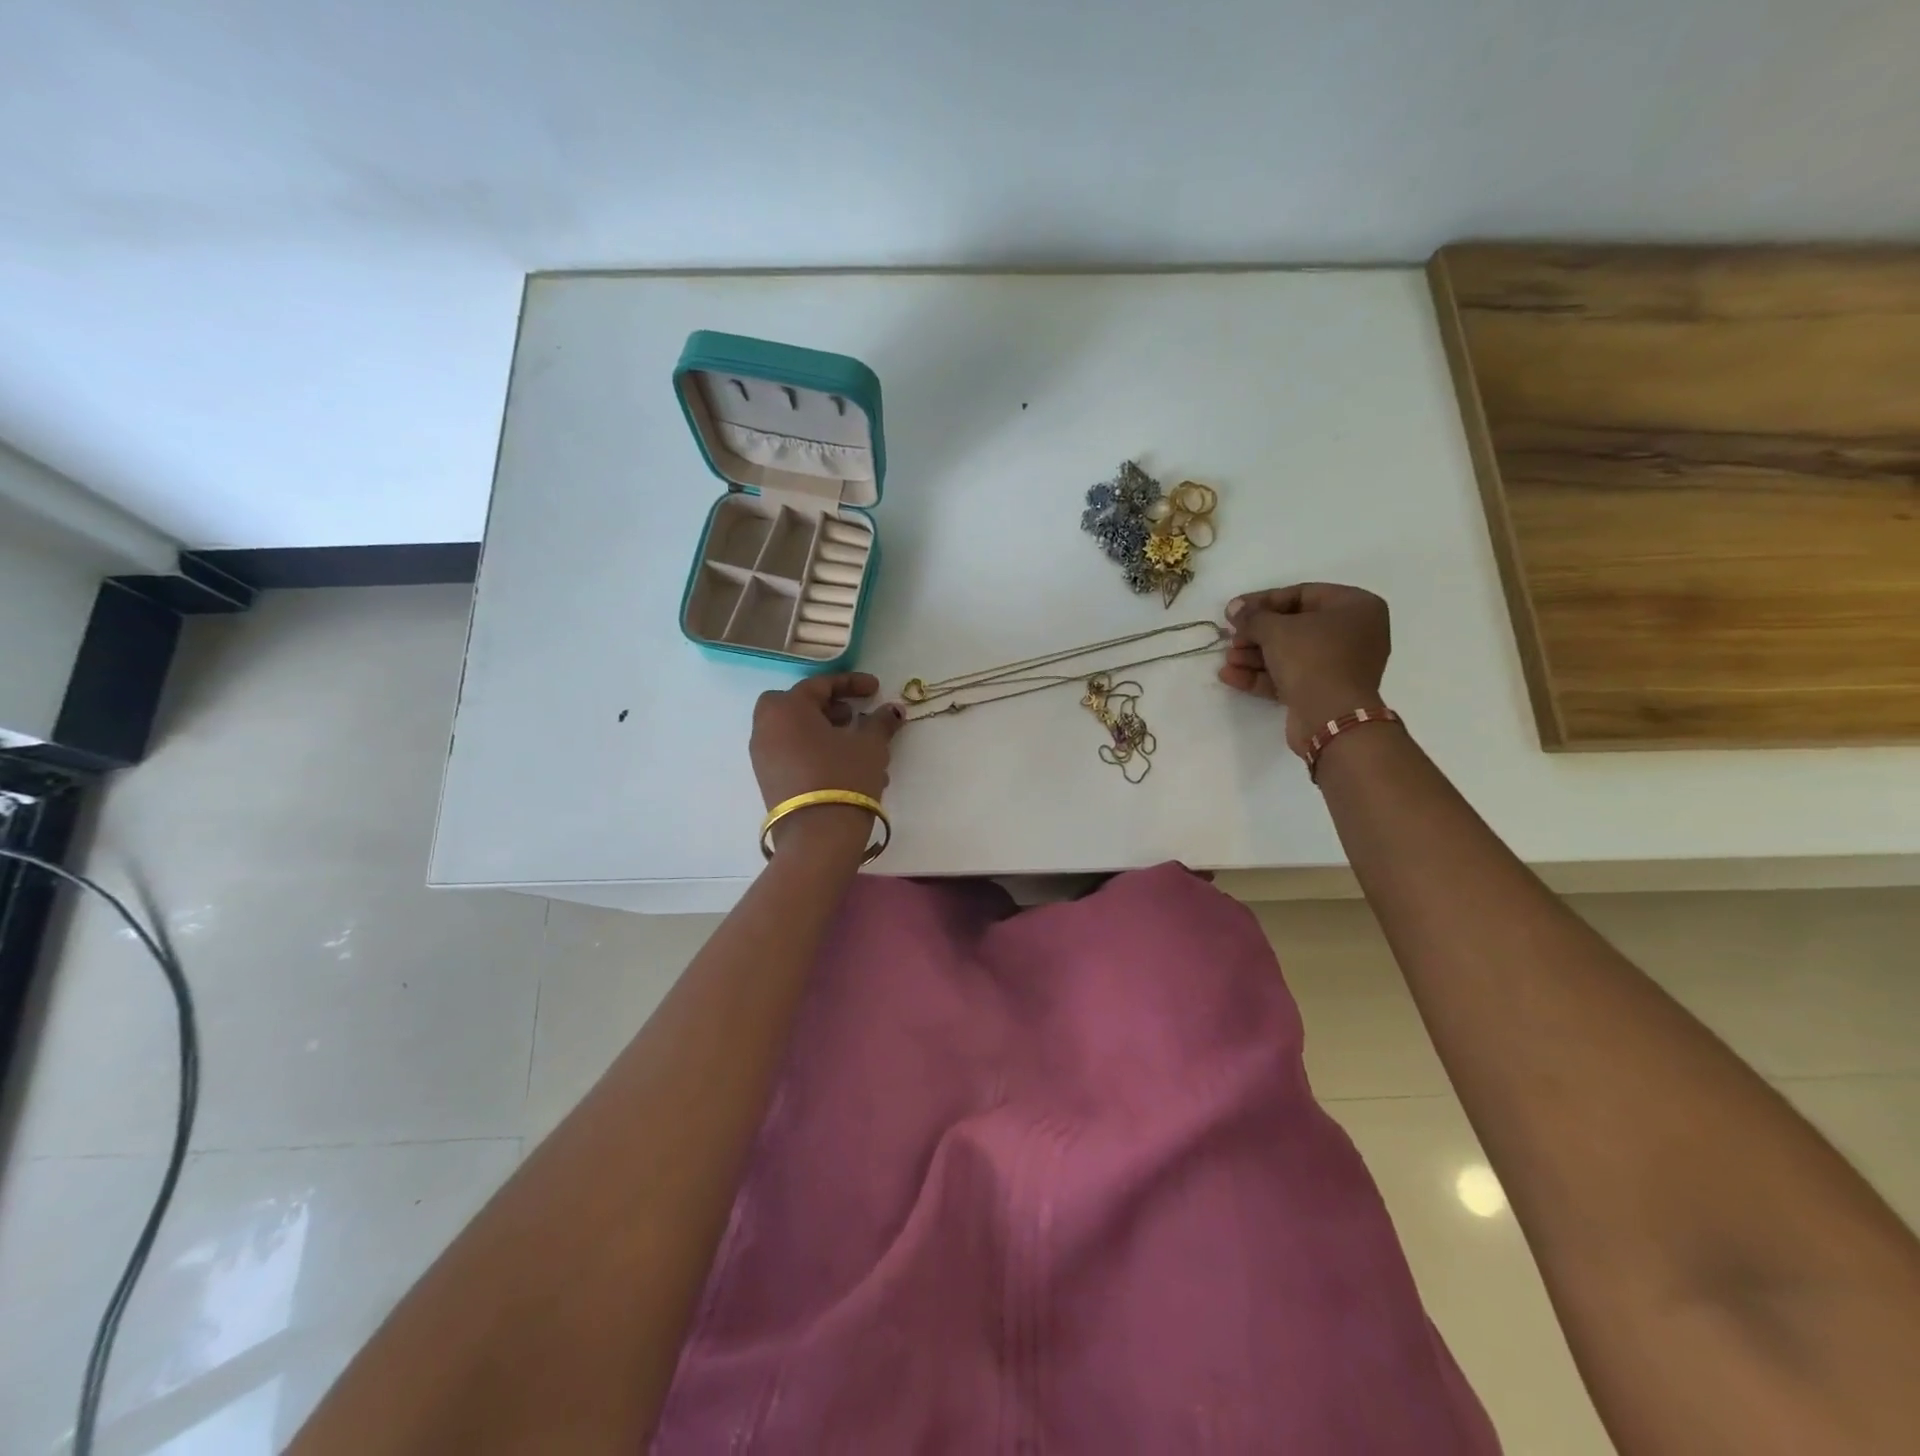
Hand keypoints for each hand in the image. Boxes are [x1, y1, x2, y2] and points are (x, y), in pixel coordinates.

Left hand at [751, 673, 902, 852]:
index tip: (876, 688)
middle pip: (797, 705)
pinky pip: (792, 754)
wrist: (817, 836)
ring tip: (855, 744)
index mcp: (787, 708)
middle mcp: (766, 727)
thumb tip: (892, 709)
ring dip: (823, 731)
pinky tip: (845, 768)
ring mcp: (763, 756)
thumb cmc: (844, 777)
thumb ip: (880, 722)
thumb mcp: (870, 745)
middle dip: (827, 707)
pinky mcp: (768, 781)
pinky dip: (815, 751)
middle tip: (853, 715)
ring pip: (795, 732)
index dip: (851, 683)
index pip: (819, 685)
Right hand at [1219, 583, 1390, 758]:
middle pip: (1295, 626)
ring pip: (1290, 653)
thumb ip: (1252, 616)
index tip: (1234, 610)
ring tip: (1227, 659)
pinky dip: (1262, 675)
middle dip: (1257, 633)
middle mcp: (1354, 633)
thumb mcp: (1276, 629)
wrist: (1331, 718)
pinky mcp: (1324, 691)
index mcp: (1356, 607)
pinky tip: (1230, 676)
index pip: (1302, 594)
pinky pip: (1291, 676)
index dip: (1263, 601)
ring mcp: (1340, 665)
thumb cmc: (1312, 658)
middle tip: (1230, 637)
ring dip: (1254, 656)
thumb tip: (1234, 608)